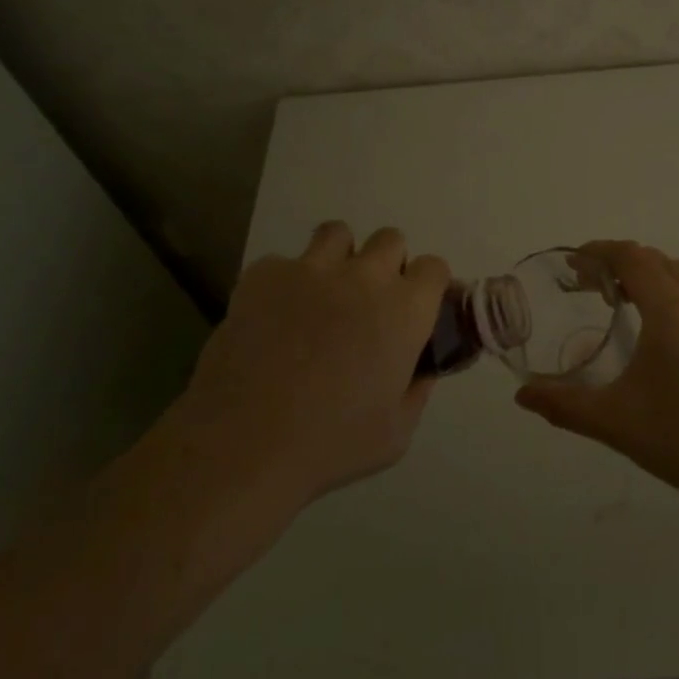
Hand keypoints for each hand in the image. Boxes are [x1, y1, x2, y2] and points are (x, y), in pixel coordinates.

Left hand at [165, 222, 448, 511]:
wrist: (244, 444)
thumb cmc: (331, 444)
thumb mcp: (396, 433)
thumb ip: (417, 391)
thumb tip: (421, 371)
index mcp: (405, 310)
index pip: (433, 268)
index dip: (428, 286)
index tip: (416, 309)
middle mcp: (365, 276)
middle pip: (390, 240)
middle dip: (386, 264)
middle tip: (368, 303)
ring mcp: (311, 270)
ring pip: (337, 234)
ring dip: (339, 258)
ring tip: (323, 294)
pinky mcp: (264, 275)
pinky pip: (283, 262)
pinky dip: (284, 283)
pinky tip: (273, 317)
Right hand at [514, 240, 678, 507]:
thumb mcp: (612, 421)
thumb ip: (563, 404)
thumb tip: (521, 396)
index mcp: (669, 309)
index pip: (632, 257)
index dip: (600, 251)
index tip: (574, 263)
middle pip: (656, 259)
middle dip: (620, 261)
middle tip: (590, 286)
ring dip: (650, 272)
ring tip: (624, 298)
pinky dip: (676, 286)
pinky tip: (666, 320)